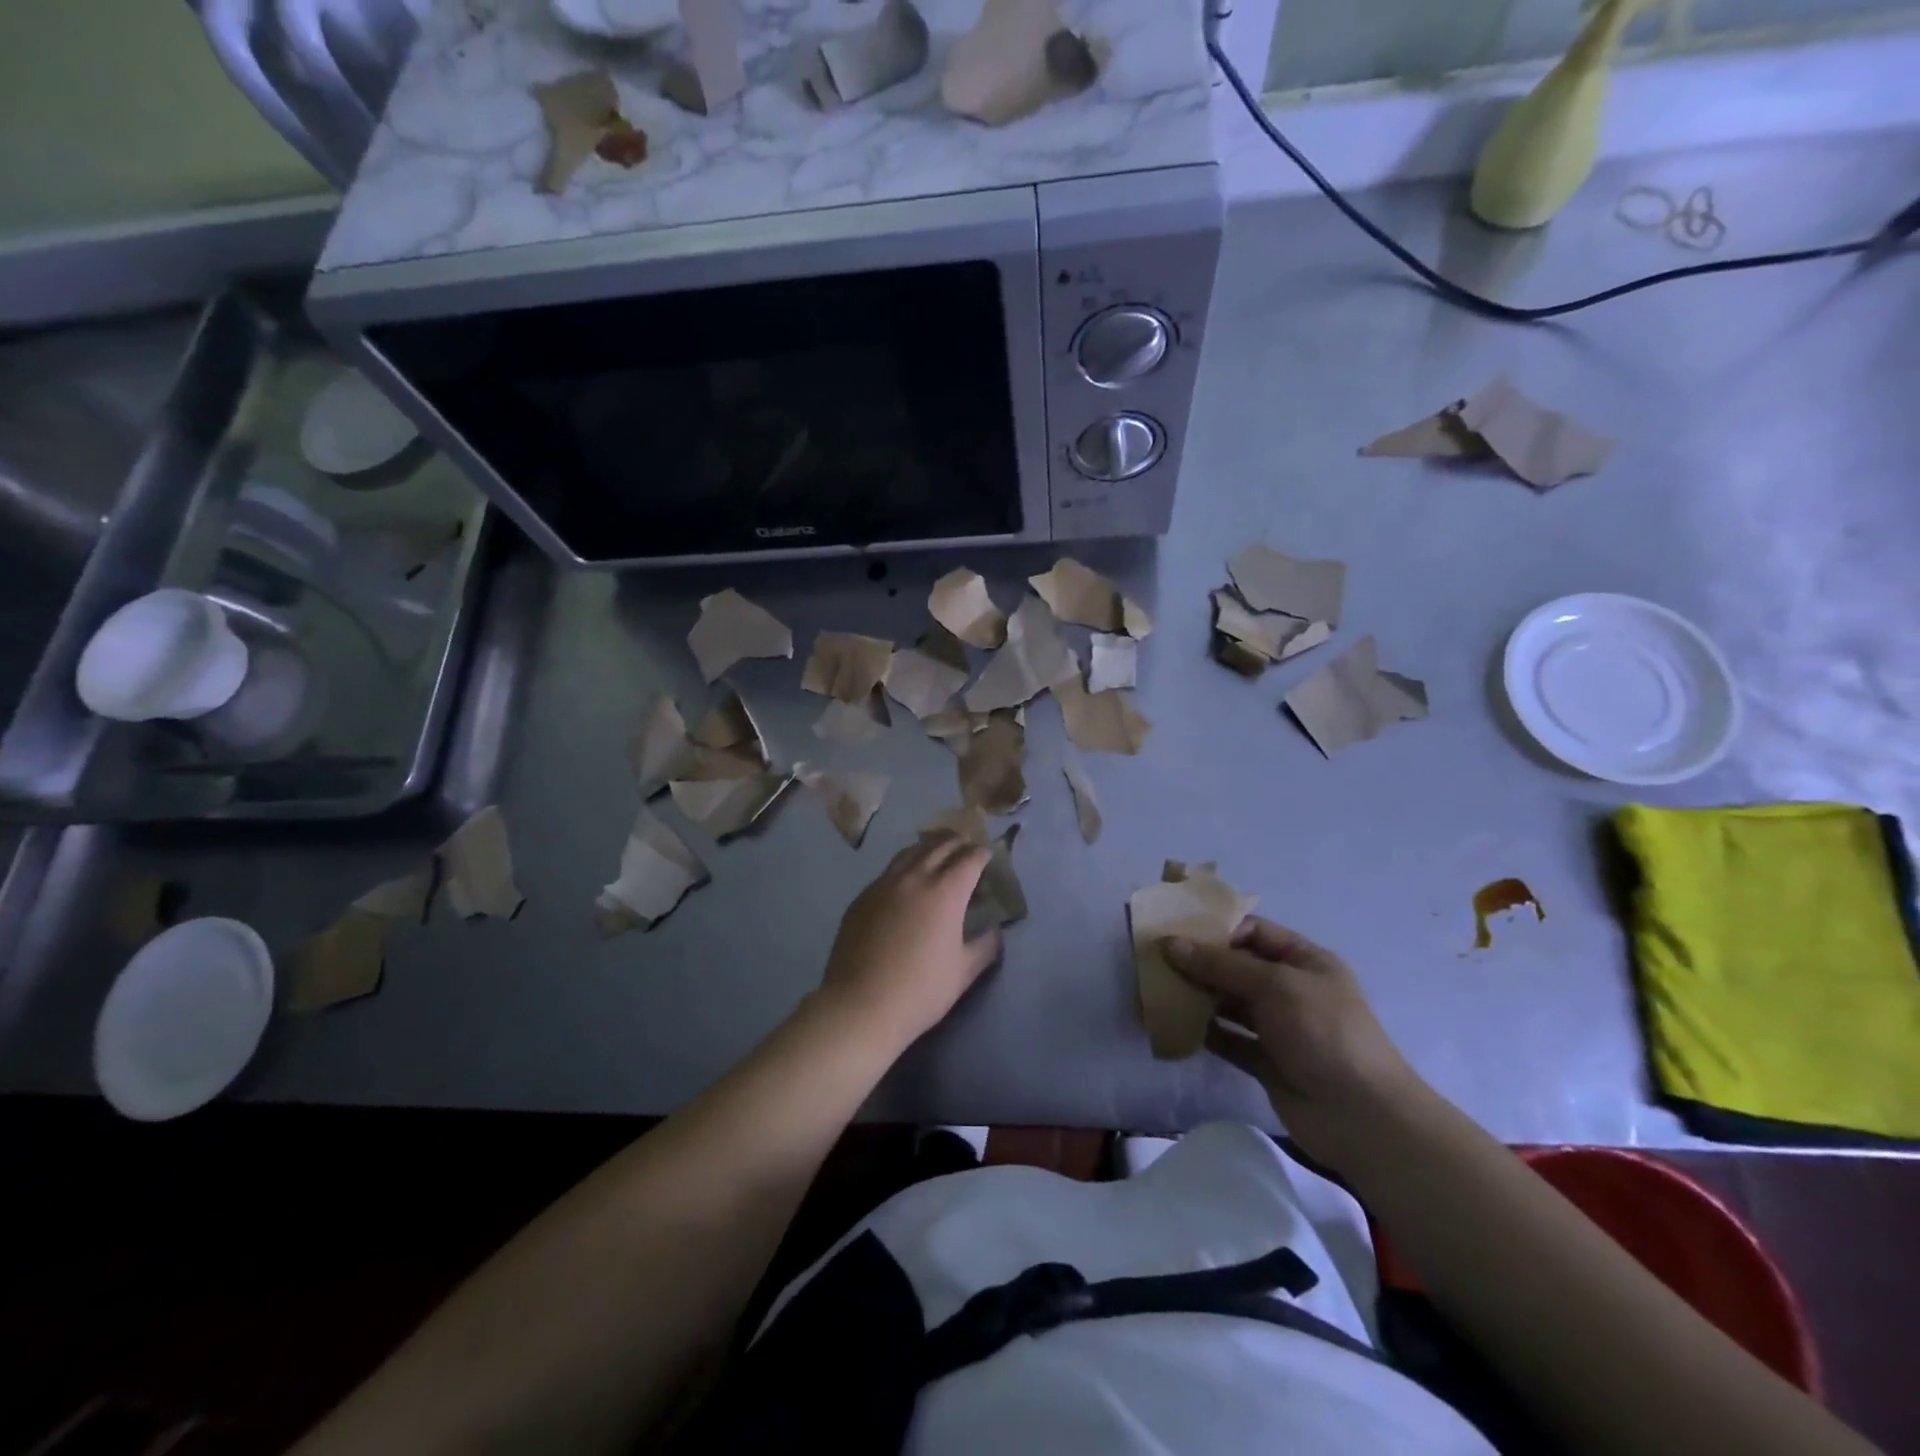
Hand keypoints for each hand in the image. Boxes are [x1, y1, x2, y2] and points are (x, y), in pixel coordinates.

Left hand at [816, 833, 1001, 1047]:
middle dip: (958, 842)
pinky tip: (906, 883)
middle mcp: (915, 878)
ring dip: (929, 848)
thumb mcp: (964, 971)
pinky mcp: (862, 897)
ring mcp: (883, 884)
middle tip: (967, 848)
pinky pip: (888, 871)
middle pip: (940, 845)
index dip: (982, 854)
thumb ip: (985, 945)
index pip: (969, 858)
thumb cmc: (921, 990)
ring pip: (910, 852)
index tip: (987, 856)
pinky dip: (905, 867)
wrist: (861, 1004)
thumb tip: (994, 930)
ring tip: (938, 854)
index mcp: (945, 892)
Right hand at [1163, 919, 1422, 1157]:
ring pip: (1229, 1002)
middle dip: (1200, 963)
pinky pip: (1229, 1038)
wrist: (1361, 1117)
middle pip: (1237, 967)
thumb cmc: (1323, 1032)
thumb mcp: (1274, 986)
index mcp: (1304, 961)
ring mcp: (1278, 1027)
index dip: (1216, 929)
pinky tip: (1176, 1025)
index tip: (1175, 931)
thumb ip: (1220, 965)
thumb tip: (1170, 944)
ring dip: (1198, 996)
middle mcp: (1290, 989)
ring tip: (1158, 990)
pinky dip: (1205, 1031)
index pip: (1254, 932)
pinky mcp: (1265, 1061)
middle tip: (1156, 960)